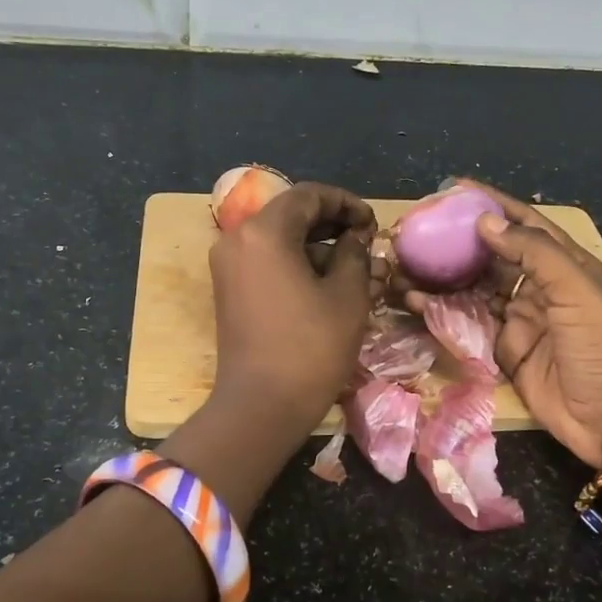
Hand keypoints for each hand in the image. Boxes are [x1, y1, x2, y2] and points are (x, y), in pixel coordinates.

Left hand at [208, 181, 379, 434]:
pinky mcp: (230, 292)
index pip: (308, 196)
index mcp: (263, 232)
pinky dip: (297, 267)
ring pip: (280, 242)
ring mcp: (229, 267)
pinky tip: (330, 287)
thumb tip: (355, 236)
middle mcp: (237, 240)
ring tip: (357, 271)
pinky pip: (267, 264)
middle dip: (332, 226)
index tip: (372, 223)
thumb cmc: (310, 347)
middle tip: (366, 243)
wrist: (261, 406)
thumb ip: (355, 253)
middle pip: (291, 216)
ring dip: (318, 249)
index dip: (346, 203)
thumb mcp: (347, 295)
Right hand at [429, 182, 601, 469]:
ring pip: (474, 289)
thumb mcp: (577, 291)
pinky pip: (468, 324)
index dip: (492, 204)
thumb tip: (485, 221)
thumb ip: (534, 252)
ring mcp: (519, 319)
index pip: (524, 224)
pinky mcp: (503, 350)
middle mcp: (539, 286)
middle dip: (457, 242)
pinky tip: (416, 300)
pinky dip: (443, 312)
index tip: (453, 189)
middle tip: (418, 229)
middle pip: (492, 255)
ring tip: (406, 263)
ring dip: (443, 277)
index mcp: (565, 264)